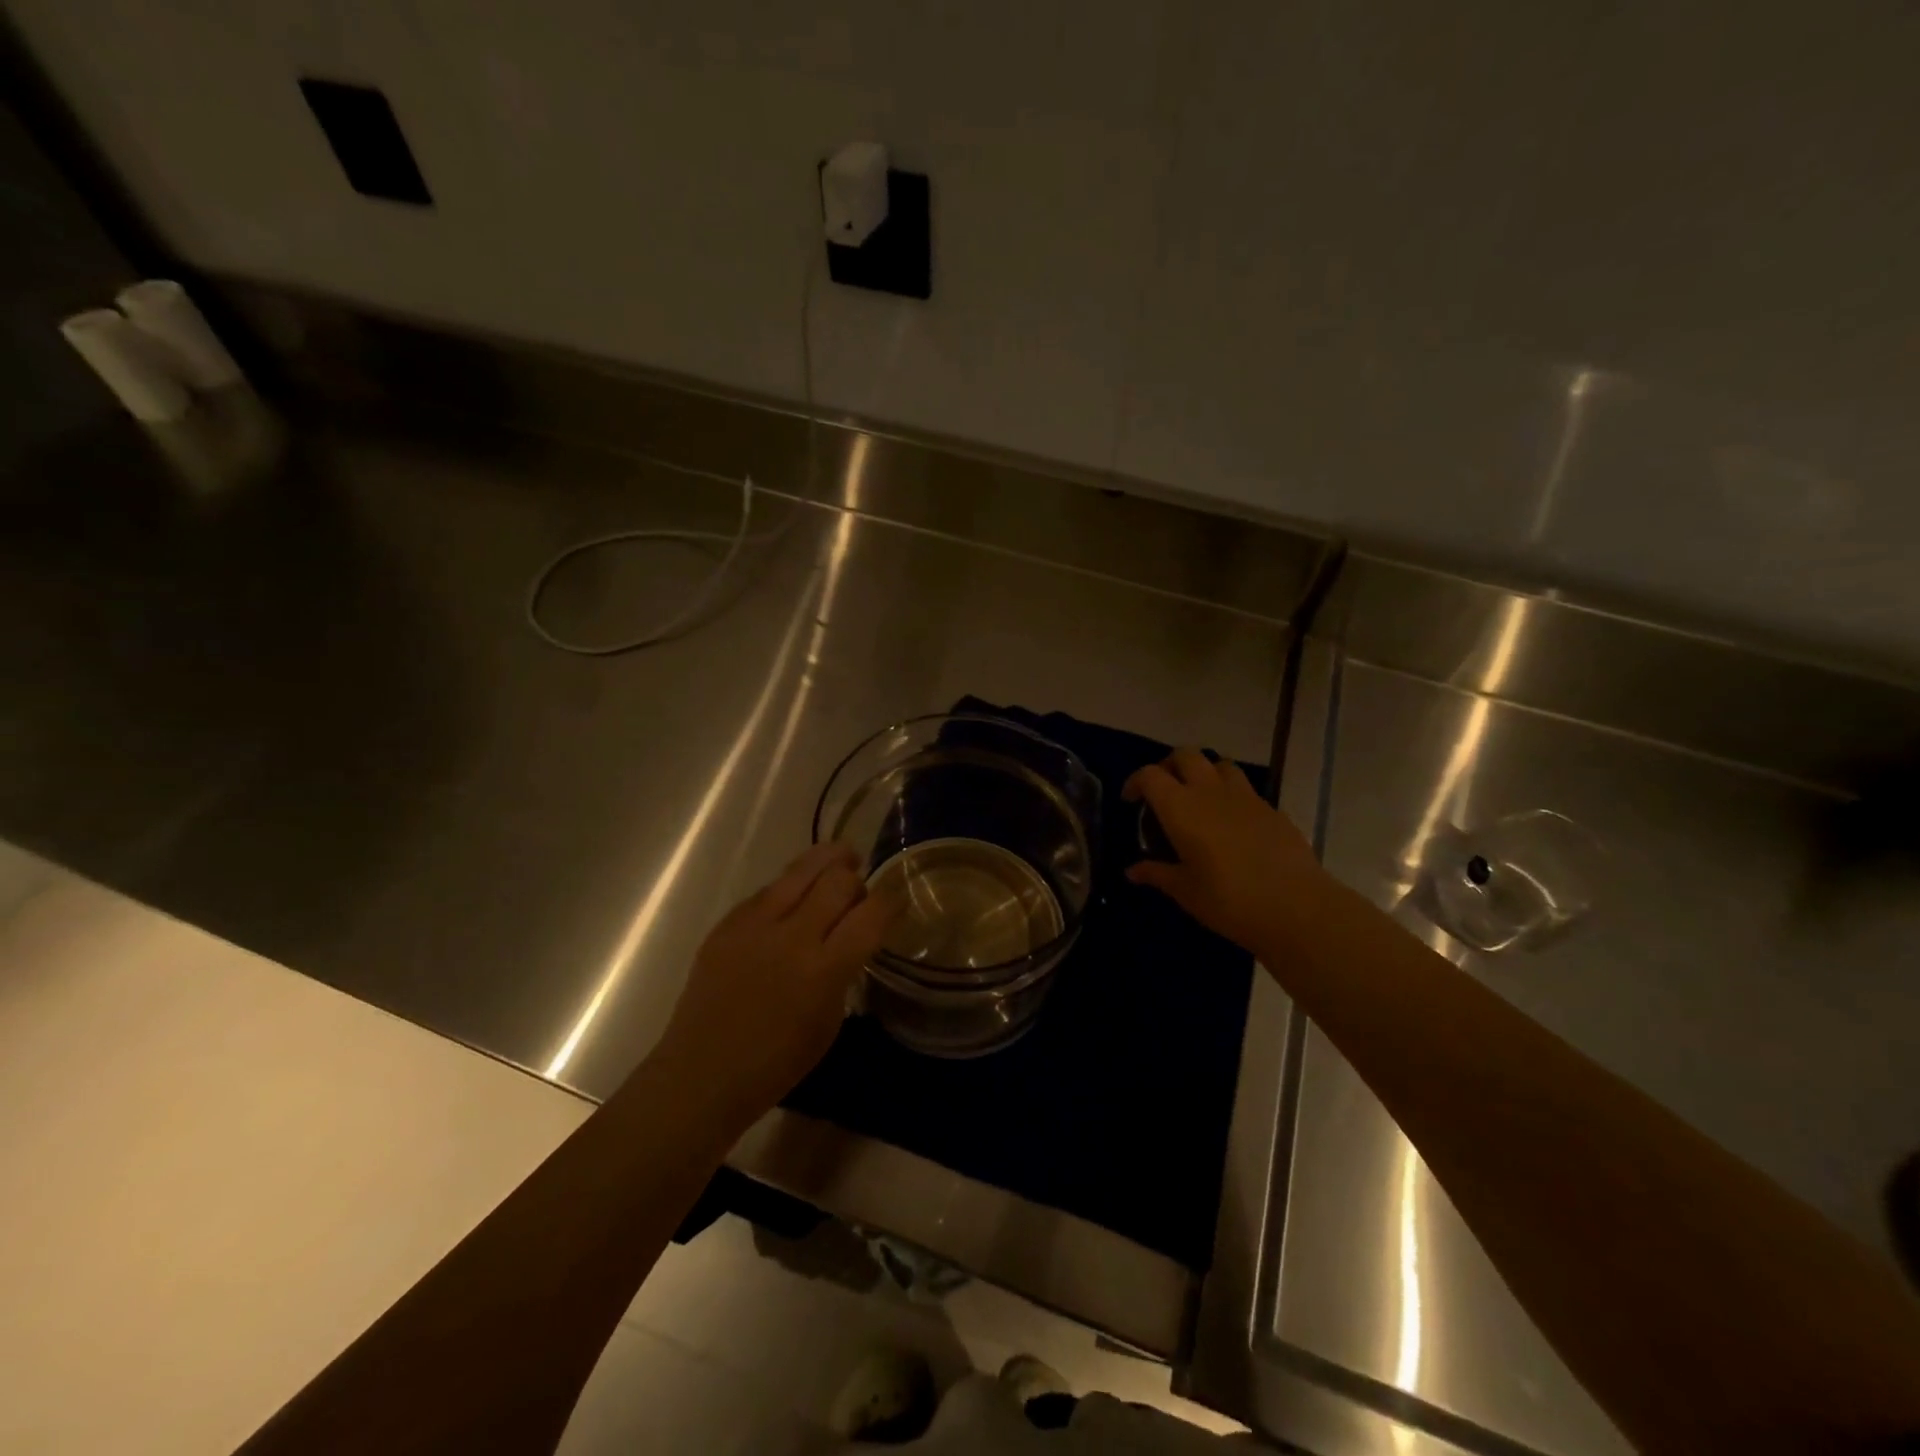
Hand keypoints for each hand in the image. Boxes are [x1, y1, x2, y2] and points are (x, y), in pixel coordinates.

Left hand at [654, 844, 893, 1125]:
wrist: (702, 1074)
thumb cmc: (775, 1063)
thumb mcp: (829, 1022)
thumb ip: (843, 971)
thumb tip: (851, 936)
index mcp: (823, 970)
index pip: (871, 914)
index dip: (891, 900)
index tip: (896, 899)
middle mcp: (792, 937)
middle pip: (838, 880)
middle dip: (857, 879)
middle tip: (859, 889)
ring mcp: (755, 925)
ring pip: (801, 869)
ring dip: (827, 861)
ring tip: (840, 858)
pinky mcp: (728, 923)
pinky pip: (768, 889)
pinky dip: (790, 887)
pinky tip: (794, 897)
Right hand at [1123, 748, 1331, 954]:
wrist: (1297, 908)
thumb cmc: (1229, 900)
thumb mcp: (1185, 891)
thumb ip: (1157, 874)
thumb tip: (1132, 870)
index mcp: (1181, 808)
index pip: (1150, 775)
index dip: (1135, 782)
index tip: (1131, 801)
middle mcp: (1211, 792)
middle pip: (1185, 755)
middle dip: (1169, 766)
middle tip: (1163, 792)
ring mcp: (1246, 797)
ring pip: (1219, 765)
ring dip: (1204, 774)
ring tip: (1199, 799)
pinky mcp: (1272, 809)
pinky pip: (1245, 789)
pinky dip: (1231, 796)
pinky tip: (1231, 824)